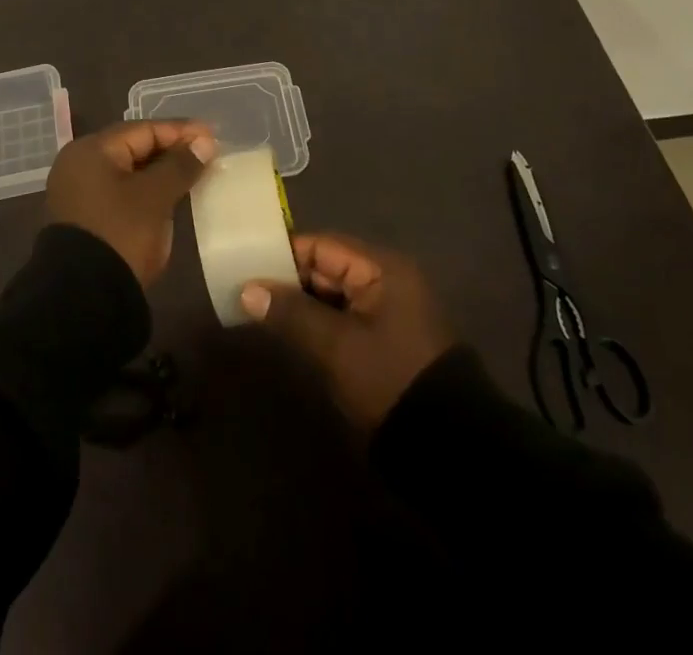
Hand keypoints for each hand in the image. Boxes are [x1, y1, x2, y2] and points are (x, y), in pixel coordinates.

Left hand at [45, 120, 215, 286]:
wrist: (83, 298)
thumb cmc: (121, 234)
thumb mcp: (155, 197)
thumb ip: (180, 165)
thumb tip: (204, 142)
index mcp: (91, 150)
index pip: (143, 129)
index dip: (179, 131)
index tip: (212, 136)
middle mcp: (80, 164)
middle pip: (133, 147)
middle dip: (171, 150)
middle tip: (207, 154)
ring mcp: (79, 192)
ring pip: (128, 171)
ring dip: (160, 172)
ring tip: (194, 173)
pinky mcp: (85, 217)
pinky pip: (121, 191)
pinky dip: (146, 190)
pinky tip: (171, 196)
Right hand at [240, 232, 454, 429]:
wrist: (447, 447)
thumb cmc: (390, 379)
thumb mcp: (336, 346)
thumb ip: (291, 312)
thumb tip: (247, 290)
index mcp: (382, 269)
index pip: (322, 246)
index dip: (283, 253)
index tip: (246, 264)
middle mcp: (385, 281)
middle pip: (326, 267)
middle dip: (287, 279)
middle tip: (245, 289)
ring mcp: (386, 312)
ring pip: (331, 295)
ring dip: (299, 303)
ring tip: (256, 308)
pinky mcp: (383, 340)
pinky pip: (341, 318)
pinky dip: (315, 322)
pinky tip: (286, 330)